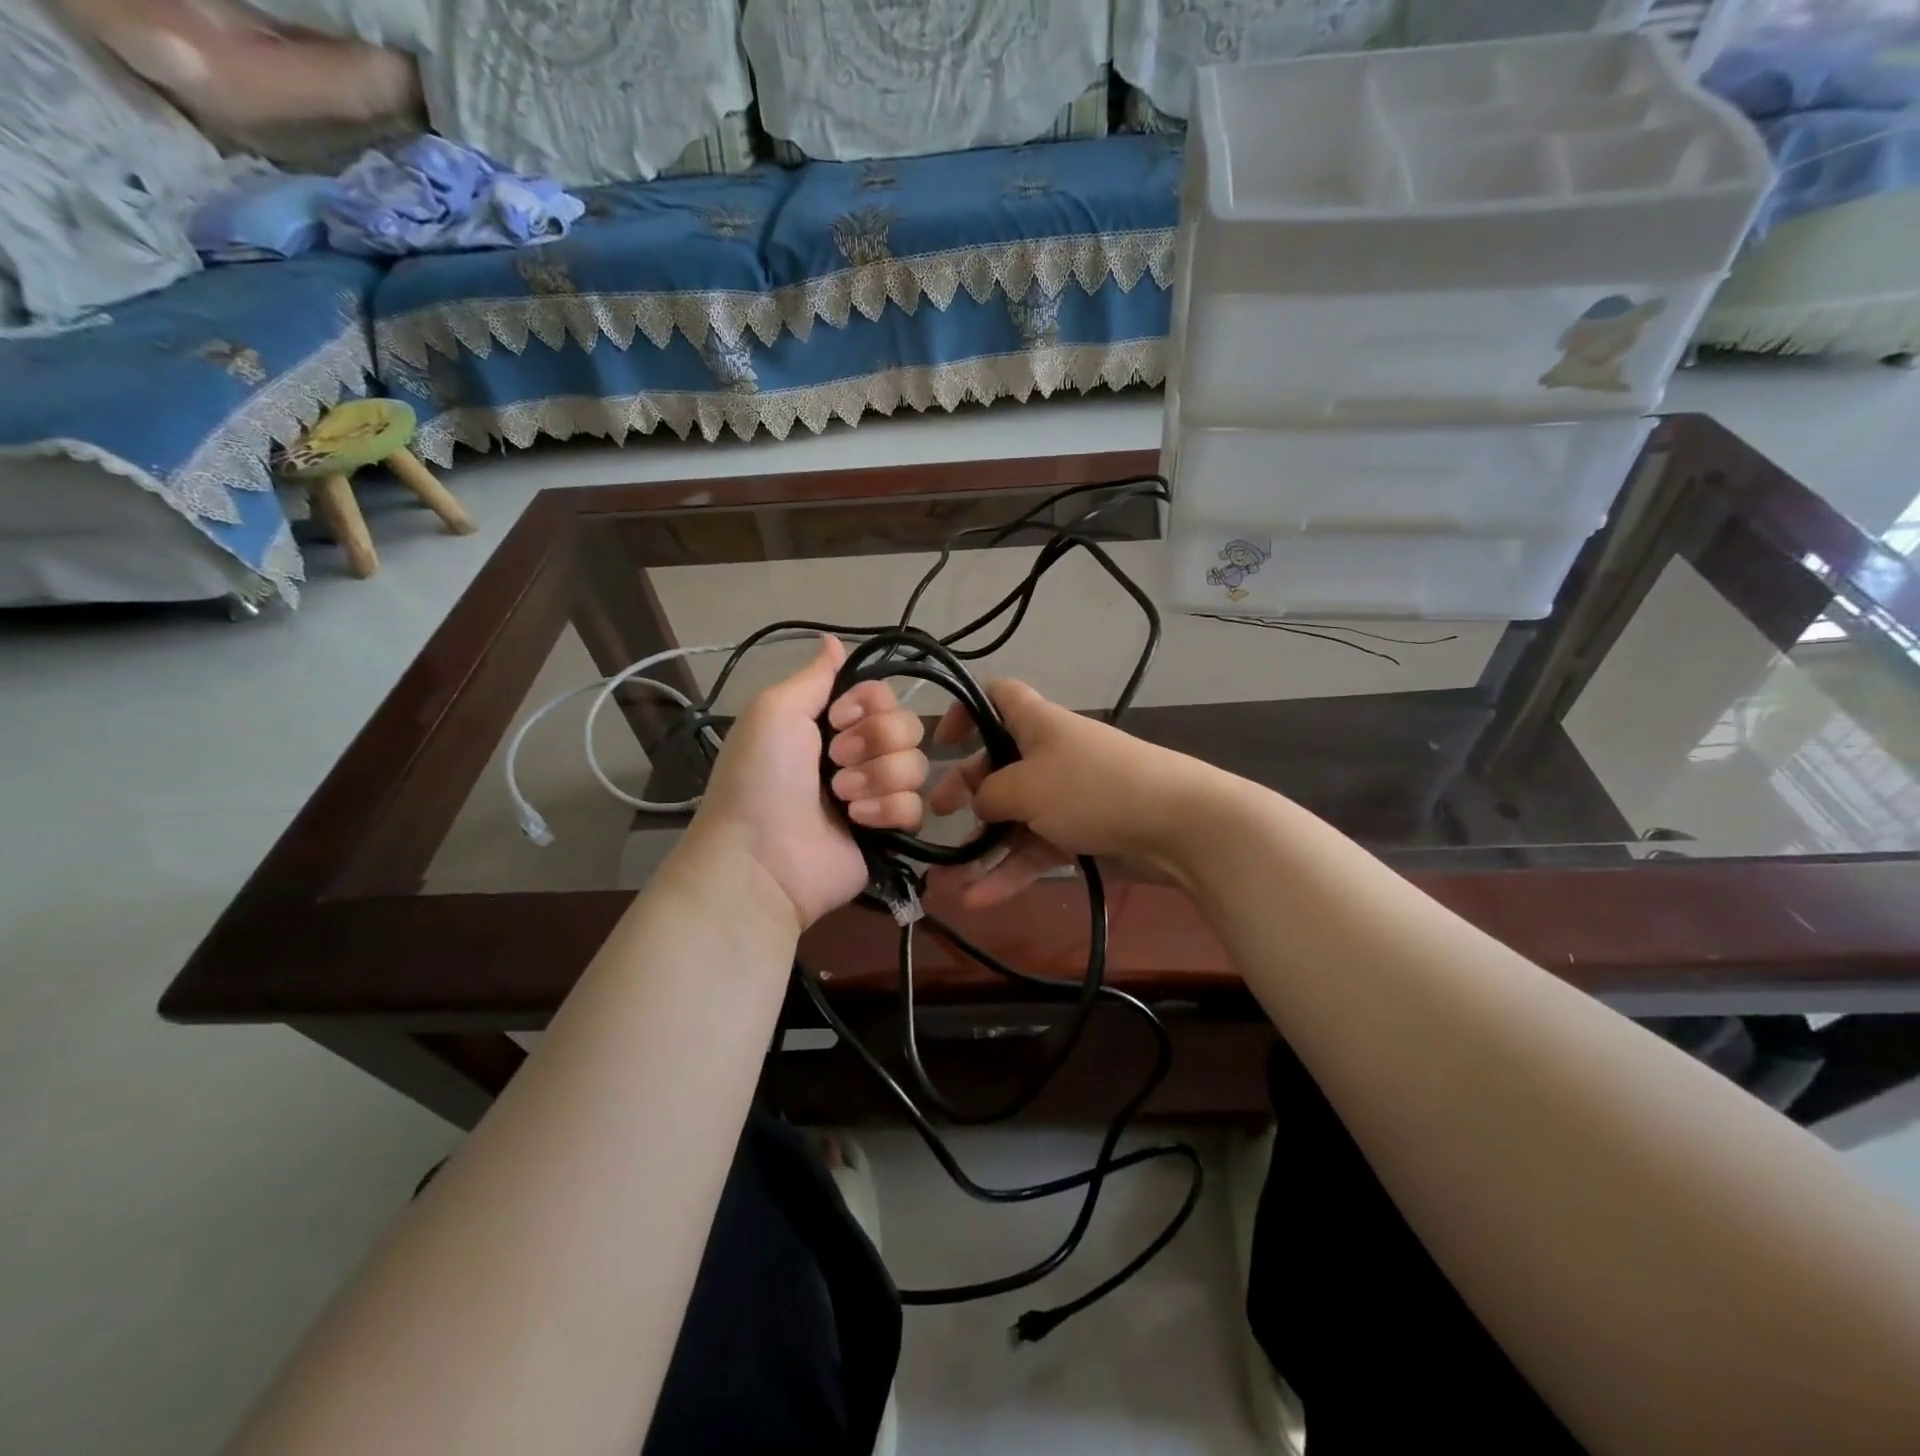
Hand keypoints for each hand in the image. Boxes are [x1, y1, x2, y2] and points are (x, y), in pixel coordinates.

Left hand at [691, 635, 927, 929]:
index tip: (837, 719)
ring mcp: (875, 795)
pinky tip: (857, 822)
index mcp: (830, 724)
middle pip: (908, 726)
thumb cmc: (761, 777)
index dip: (869, 704)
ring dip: (876, 778)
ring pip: (915, 765)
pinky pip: (916, 807)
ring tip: (841, 798)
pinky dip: (886, 811)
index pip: (883, 695)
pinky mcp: (890, 832)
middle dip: (874, 742)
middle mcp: (857, 754)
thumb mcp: (775, 711)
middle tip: (834, 762)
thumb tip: (833, 639)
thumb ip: (814, 676)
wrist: (761, 857)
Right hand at [929, 679, 1222, 907]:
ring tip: (949, 881)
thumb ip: (989, 794)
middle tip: (937, 813)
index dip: (966, 709)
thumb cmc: (1089, 788)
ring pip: (1014, 815)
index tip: (941, 742)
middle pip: (998, 763)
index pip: (997, 696)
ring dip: (983, 846)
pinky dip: (1010, 871)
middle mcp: (1049, 753)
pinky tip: (979, 900)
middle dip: (966, 788)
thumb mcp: (1024, 786)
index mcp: (1036, 722)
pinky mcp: (1083, 832)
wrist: (1175, 824)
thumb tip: (980, 805)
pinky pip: (1036, 848)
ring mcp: (1067, 795)